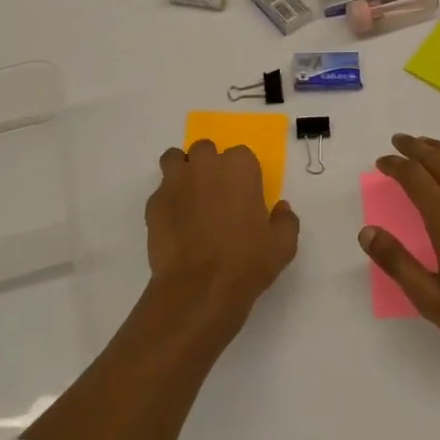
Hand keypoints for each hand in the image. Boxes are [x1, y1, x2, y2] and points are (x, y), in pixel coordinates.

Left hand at [148, 140, 299, 332]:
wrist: (198, 290)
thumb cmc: (246, 263)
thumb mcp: (283, 245)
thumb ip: (285, 220)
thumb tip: (280, 208)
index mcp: (239, 167)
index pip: (241, 155)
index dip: (241, 175)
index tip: (243, 195)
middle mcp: (206, 165)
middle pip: (205, 150)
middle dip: (209, 166)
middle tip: (216, 195)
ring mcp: (176, 181)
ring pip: (176, 160)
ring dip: (183, 171)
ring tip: (189, 197)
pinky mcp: (154, 202)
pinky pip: (161, 191)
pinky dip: (167, 201)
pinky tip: (175, 224)